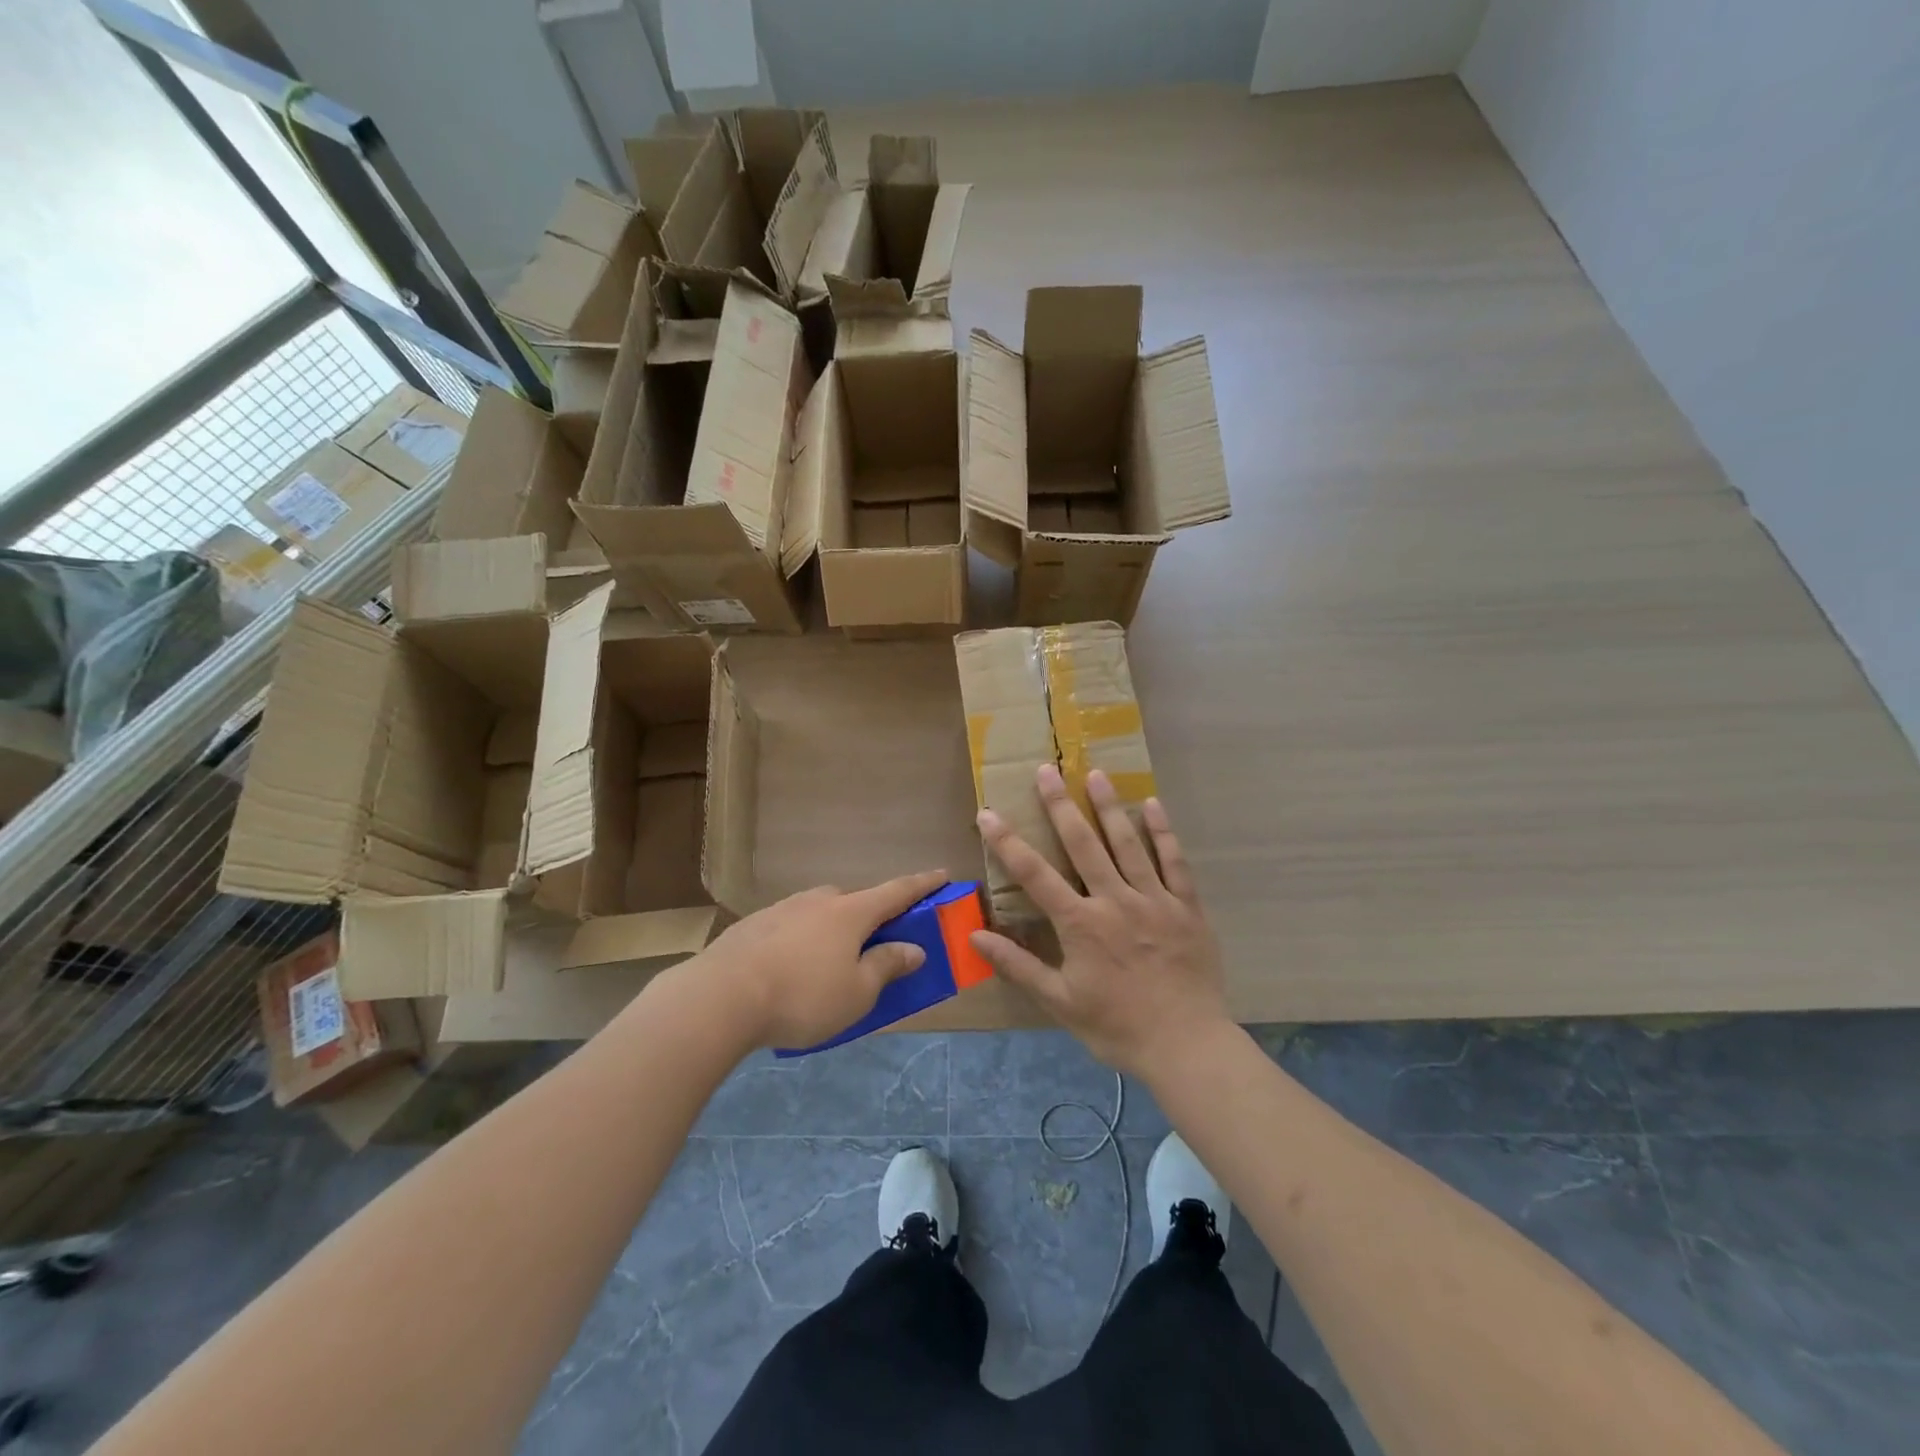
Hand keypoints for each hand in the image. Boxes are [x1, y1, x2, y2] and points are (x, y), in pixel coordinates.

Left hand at [705, 871, 947, 1049]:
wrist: (720, 997)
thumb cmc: (802, 996)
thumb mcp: (857, 993)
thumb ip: (887, 966)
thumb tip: (914, 948)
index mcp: (851, 913)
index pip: (897, 891)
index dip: (923, 885)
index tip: (943, 874)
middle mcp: (819, 900)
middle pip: (854, 902)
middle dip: (869, 917)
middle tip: (873, 944)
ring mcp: (782, 909)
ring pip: (819, 913)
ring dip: (831, 931)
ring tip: (825, 965)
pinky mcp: (753, 925)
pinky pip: (790, 927)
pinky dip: (800, 942)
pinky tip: (787, 970)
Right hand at [971, 766, 1228, 1079]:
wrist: (1186, 1046)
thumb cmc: (1117, 1026)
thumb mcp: (1060, 1002)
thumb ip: (1018, 965)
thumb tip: (975, 935)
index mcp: (1081, 924)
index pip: (1035, 874)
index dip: (1008, 842)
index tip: (989, 813)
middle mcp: (1114, 900)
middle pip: (1083, 844)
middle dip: (1061, 805)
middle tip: (1047, 770)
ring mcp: (1154, 900)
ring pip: (1128, 843)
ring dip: (1110, 806)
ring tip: (1096, 773)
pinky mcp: (1187, 907)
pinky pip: (1175, 862)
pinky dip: (1163, 832)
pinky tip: (1153, 805)